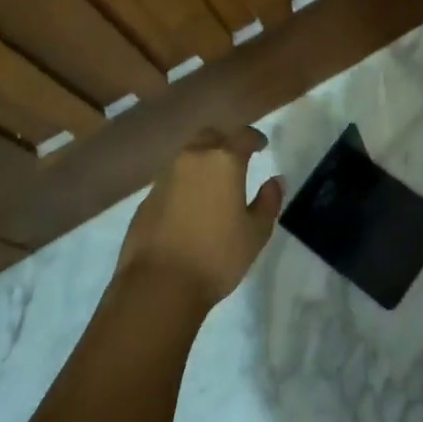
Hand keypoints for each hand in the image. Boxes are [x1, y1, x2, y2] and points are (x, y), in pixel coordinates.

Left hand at [118, 127, 283, 308]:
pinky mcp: (147, 198)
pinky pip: (172, 178)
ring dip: (202, 161)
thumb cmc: (216, 256)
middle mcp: (192, 159)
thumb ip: (268, 202)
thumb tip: (275, 181)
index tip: (262, 146)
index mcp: (223, 161)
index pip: (242, 136)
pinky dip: (185, 182)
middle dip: (225, 141)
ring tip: (214, 182)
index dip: (255, 138)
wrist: (158, 286)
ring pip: (187, 155)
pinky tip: (192, 205)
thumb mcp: (256, 232)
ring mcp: (165, 177)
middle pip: (210, 136)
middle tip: (236, 158)